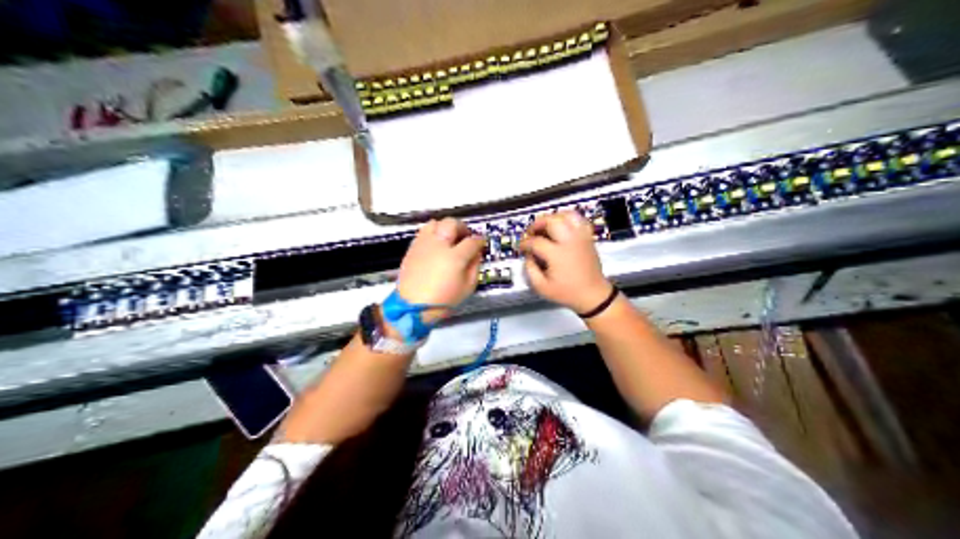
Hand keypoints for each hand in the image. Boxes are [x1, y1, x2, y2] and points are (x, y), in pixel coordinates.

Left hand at [399, 217, 487, 322]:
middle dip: (462, 227)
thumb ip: (475, 267)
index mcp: (455, 257)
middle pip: (452, 224)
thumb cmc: (443, 300)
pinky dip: (433, 233)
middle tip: (465, 236)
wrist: (413, 307)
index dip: (480, 240)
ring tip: (448, 237)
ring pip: (435, 223)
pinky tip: (436, 244)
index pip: (472, 241)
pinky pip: (423, 231)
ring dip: (445, 227)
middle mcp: (439, 245)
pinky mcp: (413, 247)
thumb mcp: (468, 288)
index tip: (481, 242)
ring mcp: (424, 244)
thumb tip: (477, 253)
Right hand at [522, 209, 609, 312]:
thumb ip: (530, 269)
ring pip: (567, 215)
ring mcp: (581, 238)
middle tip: (531, 232)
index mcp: (557, 254)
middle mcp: (569, 242)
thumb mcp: (542, 287)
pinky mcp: (588, 238)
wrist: (593, 294)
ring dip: (553, 218)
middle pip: (552, 221)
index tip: (522, 248)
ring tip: (546, 226)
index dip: (525, 243)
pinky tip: (562, 226)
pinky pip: (579, 220)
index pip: (536, 241)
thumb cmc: (567, 292)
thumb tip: (528, 255)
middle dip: (538, 223)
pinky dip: (569, 219)